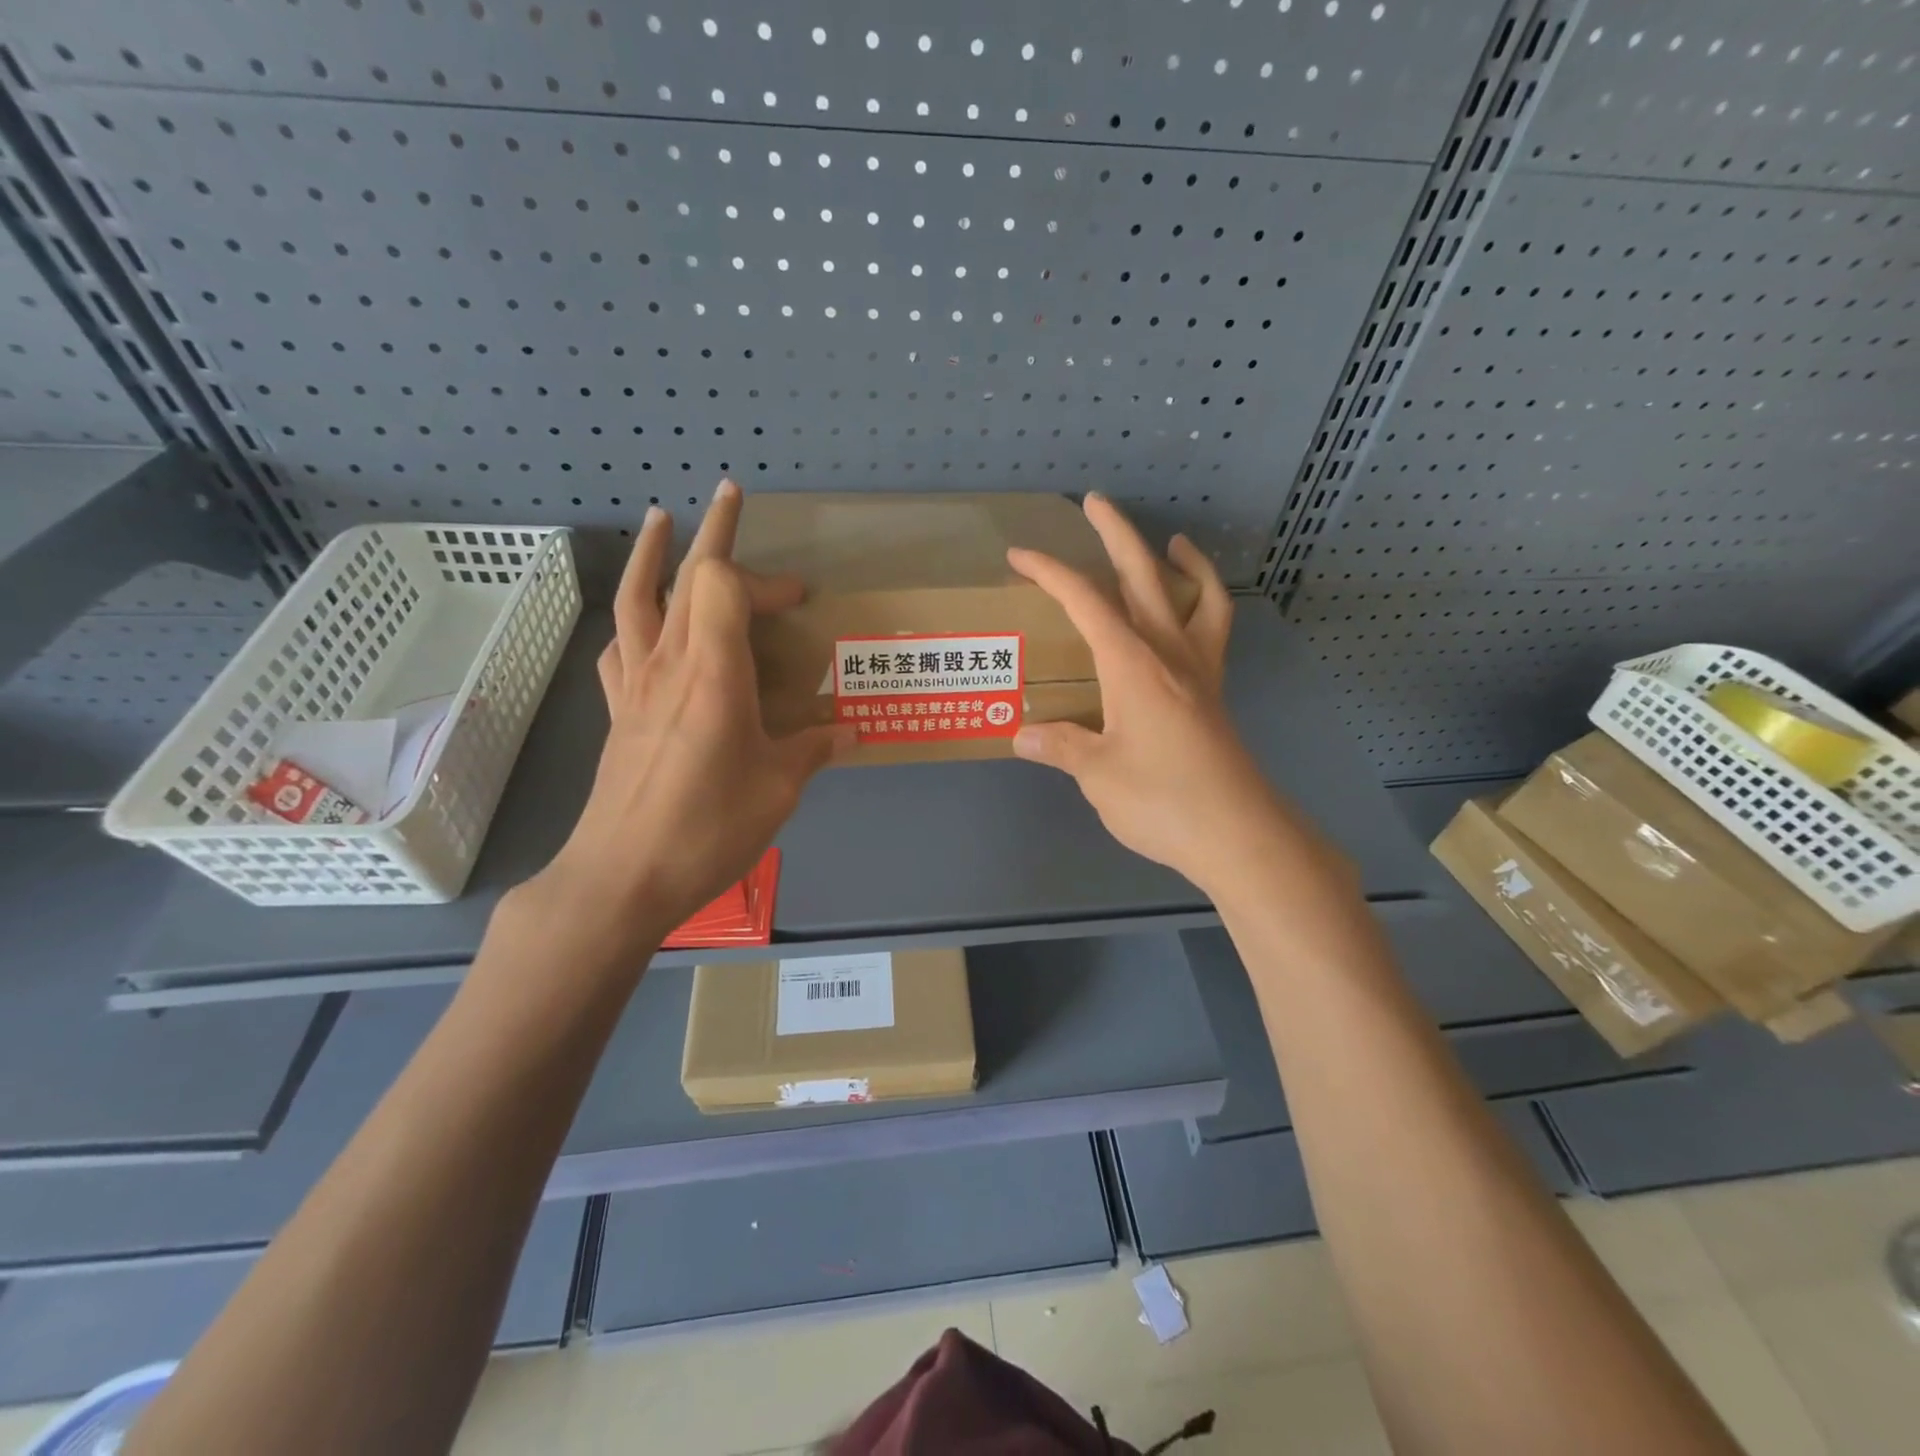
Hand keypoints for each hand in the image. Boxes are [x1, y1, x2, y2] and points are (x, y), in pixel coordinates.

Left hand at [528, 481, 851, 950]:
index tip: (799, 598)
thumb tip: (847, 730)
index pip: (725, 585)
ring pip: (637, 599)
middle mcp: (669, 665)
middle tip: (730, 493)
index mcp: (713, 673)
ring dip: (652, 554)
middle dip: (713, 532)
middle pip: (683, 576)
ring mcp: (635, 685)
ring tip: (661, 520)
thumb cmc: (706, 828)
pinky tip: (642, 621)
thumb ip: (813, 749)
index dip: (765, 578)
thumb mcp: (778, 790)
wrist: (620, 876)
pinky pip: (622, 644)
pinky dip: (634, 617)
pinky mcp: (617, 711)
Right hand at [1008, 494, 1305, 899]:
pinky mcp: (1214, 693)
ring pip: (1194, 596)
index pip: (1086, 602)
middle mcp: (1168, 653)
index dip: (1051, 572)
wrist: (1238, 834)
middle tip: (1095, 502)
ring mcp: (1199, 670)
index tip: (1021, 556)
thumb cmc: (1162, 801)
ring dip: (1179, 562)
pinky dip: (1209, 606)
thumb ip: (1060, 746)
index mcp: (1132, 664)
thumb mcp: (1097, 775)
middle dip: (1116, 535)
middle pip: (1143, 577)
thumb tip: (1022, 734)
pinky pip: (1216, 632)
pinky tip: (1196, 610)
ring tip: (1169, 542)